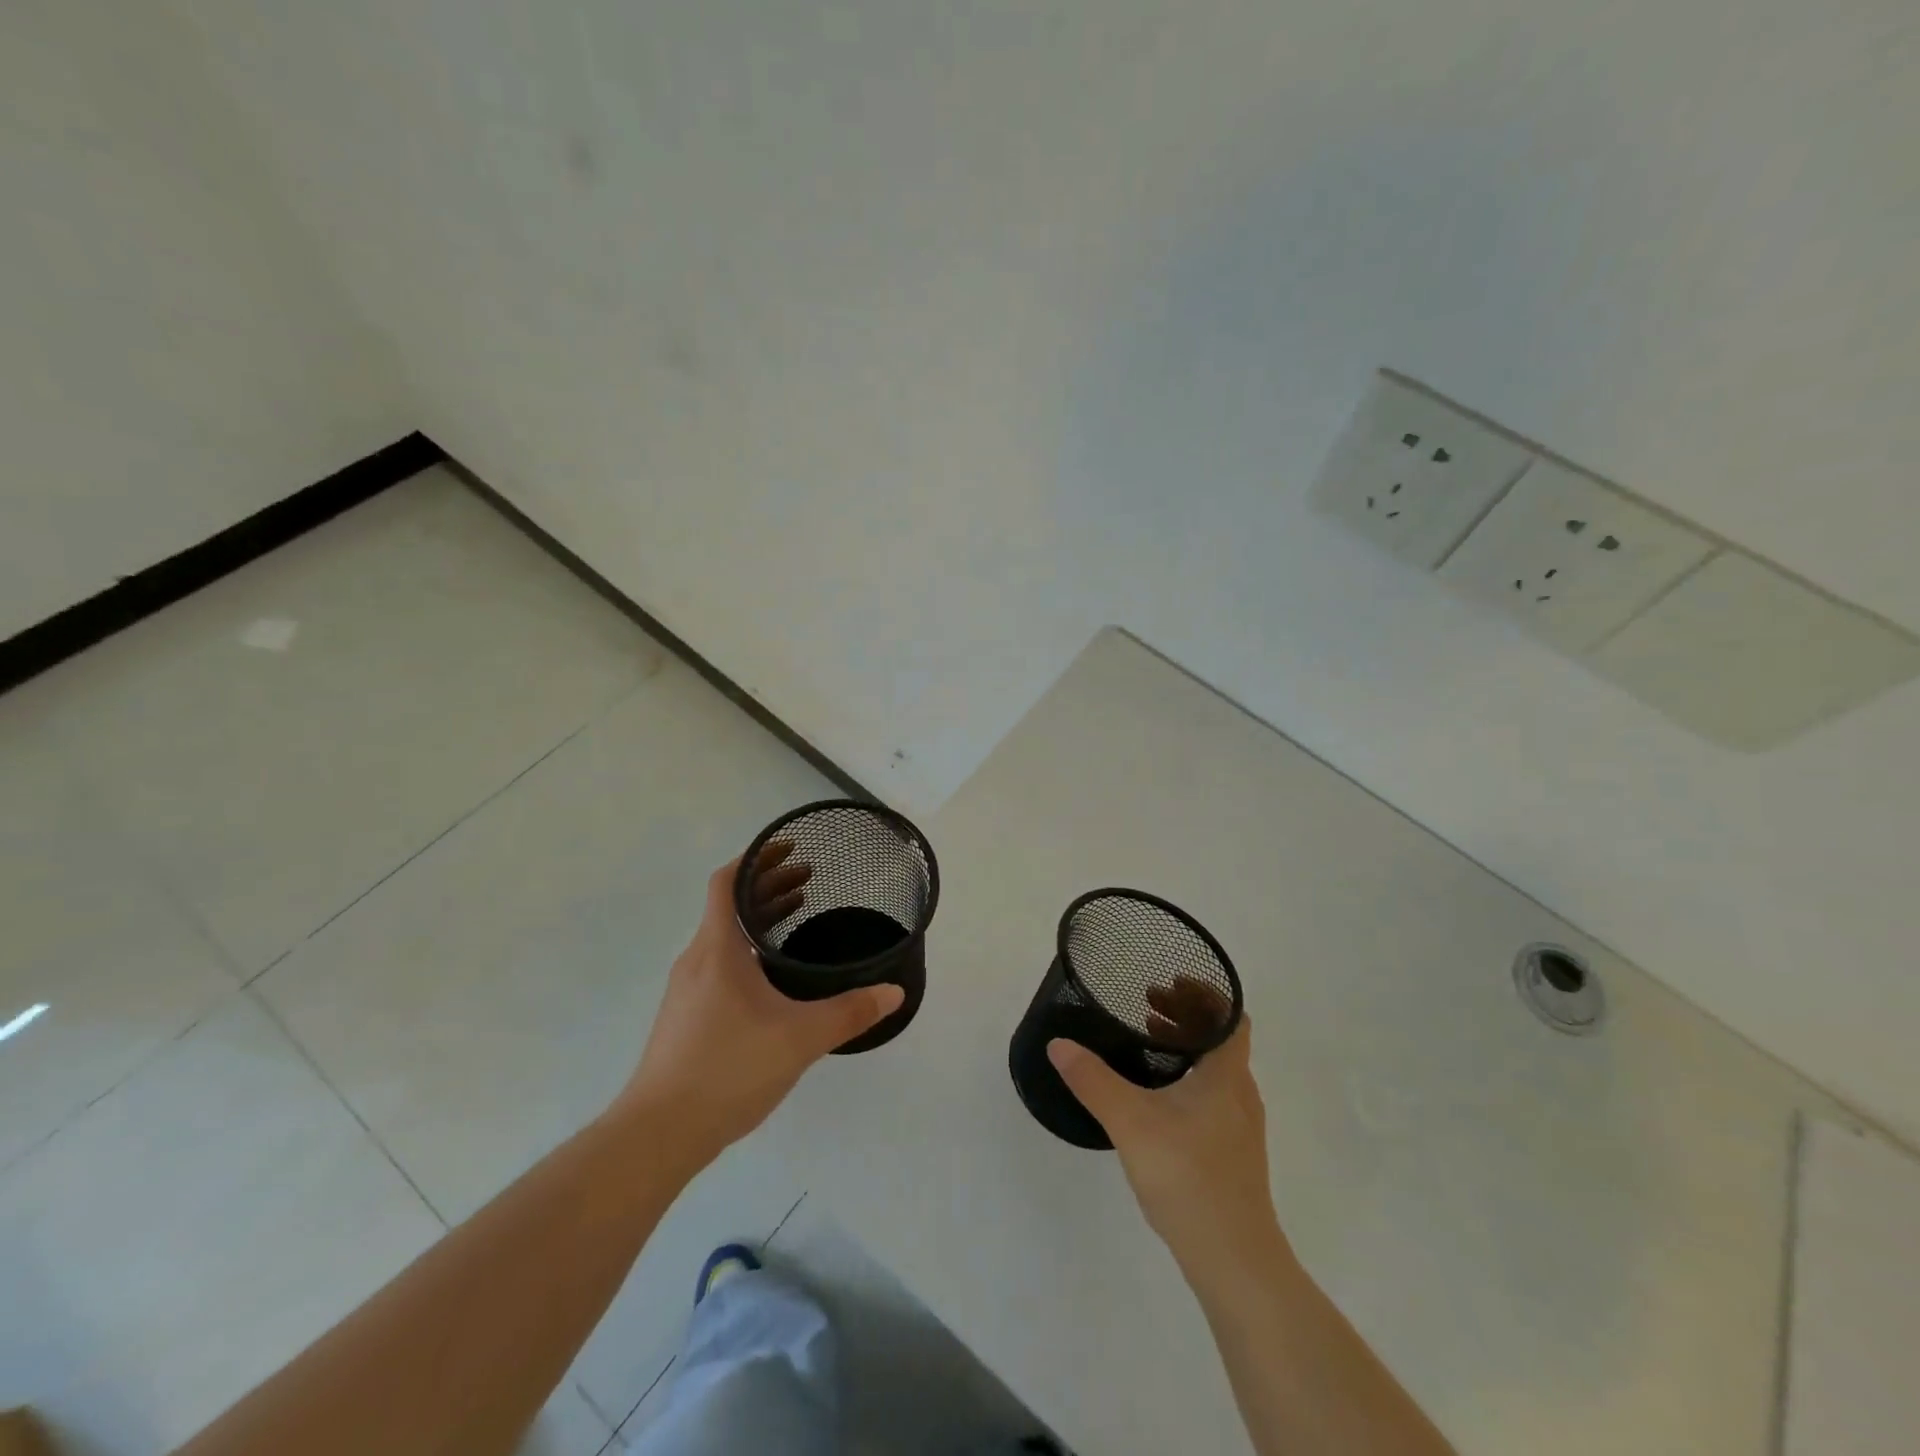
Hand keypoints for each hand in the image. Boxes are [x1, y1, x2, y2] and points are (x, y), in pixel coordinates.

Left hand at [613, 847, 902, 1160]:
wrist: (657, 1133)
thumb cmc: (728, 1069)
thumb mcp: (800, 1038)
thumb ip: (849, 1012)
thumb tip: (894, 993)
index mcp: (717, 949)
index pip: (726, 882)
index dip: (756, 858)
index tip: (790, 849)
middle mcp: (697, 960)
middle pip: (728, 905)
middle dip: (768, 886)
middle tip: (809, 880)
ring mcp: (687, 990)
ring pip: (724, 936)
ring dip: (758, 918)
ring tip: (796, 916)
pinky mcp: (686, 1017)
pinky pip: (720, 963)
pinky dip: (748, 949)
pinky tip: (773, 977)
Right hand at [1048, 1000, 1282, 1276]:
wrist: (1235, 1261)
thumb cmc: (1188, 1178)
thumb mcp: (1131, 1122)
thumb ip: (1093, 1080)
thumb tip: (1058, 1044)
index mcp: (1227, 1075)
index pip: (1231, 1016)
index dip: (1205, 993)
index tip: (1170, 981)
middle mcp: (1241, 1093)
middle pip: (1222, 1037)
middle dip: (1187, 1014)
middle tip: (1147, 1004)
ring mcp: (1240, 1125)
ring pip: (1217, 1066)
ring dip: (1186, 1044)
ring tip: (1148, 1039)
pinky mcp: (1232, 1151)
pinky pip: (1214, 1092)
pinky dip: (1189, 1075)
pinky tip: (1158, 1094)